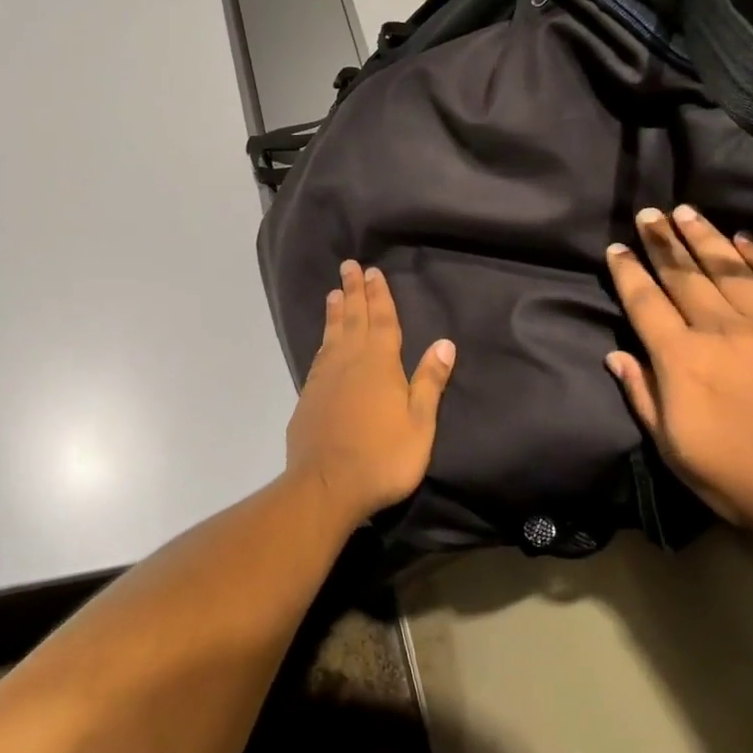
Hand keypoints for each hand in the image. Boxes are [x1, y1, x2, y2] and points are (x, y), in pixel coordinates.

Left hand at [285, 260, 456, 528]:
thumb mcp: (419, 424)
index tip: (373, 272)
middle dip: (353, 291)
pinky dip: (323, 340)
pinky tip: (325, 341)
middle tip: (349, 266)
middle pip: (353, 319)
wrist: (326, 486)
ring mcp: (324, 378)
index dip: (379, 295)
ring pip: (332, 334)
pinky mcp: (308, 396)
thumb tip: (444, 343)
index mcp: (379, 364)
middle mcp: (349, 362)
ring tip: (334, 292)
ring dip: (335, 311)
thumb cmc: (383, 457)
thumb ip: (429, 382)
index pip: (382, 321)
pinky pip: (319, 356)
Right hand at [604, 206, 752, 544]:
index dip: (628, 273)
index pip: (645, 303)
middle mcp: (721, 331)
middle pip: (685, 276)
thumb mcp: (675, 449)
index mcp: (682, 359)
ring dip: (705, 238)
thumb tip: (617, 356)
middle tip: (649, 212)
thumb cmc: (744, 479)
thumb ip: (644, 396)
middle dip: (663, 242)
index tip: (617, 247)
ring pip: (730, 271)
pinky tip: (747, 240)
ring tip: (687, 211)